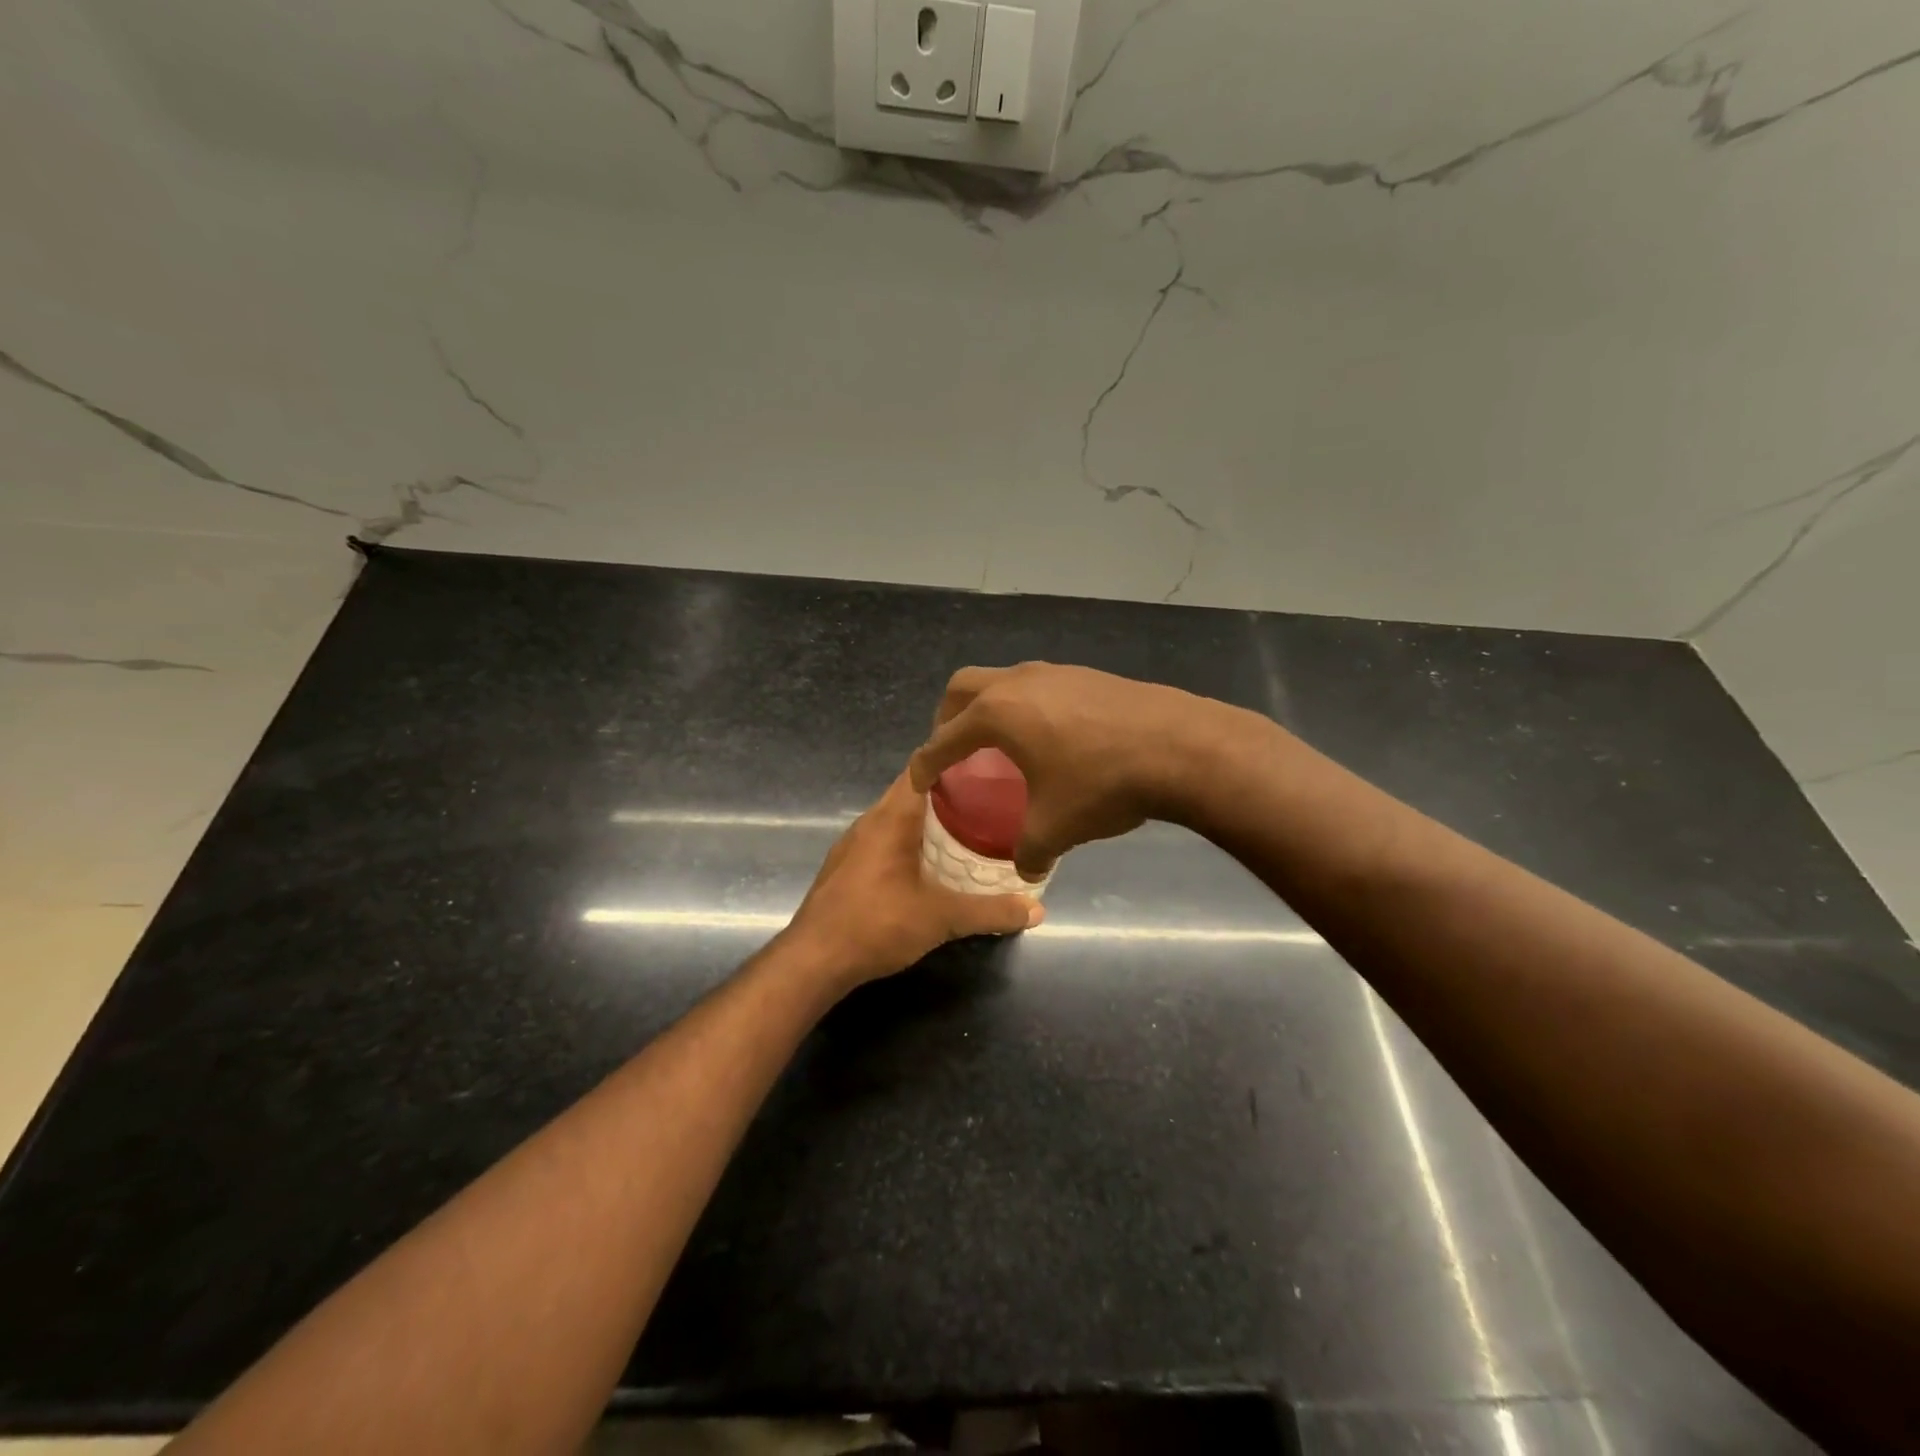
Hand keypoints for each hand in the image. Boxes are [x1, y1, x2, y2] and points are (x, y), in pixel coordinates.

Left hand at [784, 772, 1042, 992]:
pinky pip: (885, 839)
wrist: (813, 961)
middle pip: (913, 791)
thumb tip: (1037, 909)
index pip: (922, 767)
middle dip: (950, 792)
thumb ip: (990, 911)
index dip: (953, 759)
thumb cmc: (877, 925)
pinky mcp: (846, 866)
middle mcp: (870, 821)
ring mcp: (853, 844)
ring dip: (929, 819)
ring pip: (897, 817)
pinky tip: (930, 862)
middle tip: (991, 798)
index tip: (987, 762)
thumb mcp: (942, 918)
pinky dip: (910, 840)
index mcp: (891, 817)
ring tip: (969, 827)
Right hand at [907, 662, 1247, 878]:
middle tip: (954, 750)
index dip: (925, 763)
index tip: (918, 780)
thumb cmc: (1102, 784)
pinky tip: (1052, 738)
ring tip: (1003, 744)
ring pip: (1004, 681)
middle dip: (948, 718)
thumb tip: (1027, 871)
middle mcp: (1018, 683)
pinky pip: (1039, 687)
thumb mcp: (1056, 828)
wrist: (1180, 746)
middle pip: (962, 688)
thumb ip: (1030, 852)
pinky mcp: (1088, 675)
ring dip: (991, 708)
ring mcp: (1055, 672)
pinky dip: (1028, 708)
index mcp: (996, 714)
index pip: (943, 739)